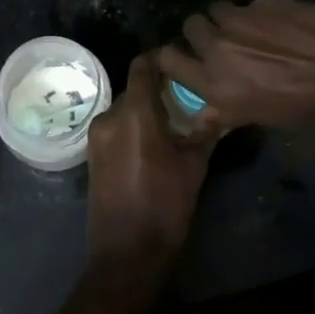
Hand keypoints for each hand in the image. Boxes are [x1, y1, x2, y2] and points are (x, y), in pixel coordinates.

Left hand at [86, 55, 210, 266]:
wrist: (126, 256)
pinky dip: (133, 126)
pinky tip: (154, 141)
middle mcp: (110, 117)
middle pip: (134, 87)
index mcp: (135, 113)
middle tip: (185, 93)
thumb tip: (221, 107)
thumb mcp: (194, 166)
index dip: (160, 57)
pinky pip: (115, 127)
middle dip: (158, 87)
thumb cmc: (165, 207)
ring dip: (146, 108)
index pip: (142, 66)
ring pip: (125, 108)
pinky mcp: (93, 155)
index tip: (182, 60)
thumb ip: (206, 130)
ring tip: (174, 118)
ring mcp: (97, 137)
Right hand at [156, 0, 314, 129]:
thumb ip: (224, 109)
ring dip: (229, 17)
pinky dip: (262, 12)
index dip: (171, 54)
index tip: (182, 54)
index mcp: (213, 84)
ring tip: (252, 28)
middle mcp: (218, 48)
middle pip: (191, 25)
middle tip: (222, 39)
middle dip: (202, 30)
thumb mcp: (258, 117)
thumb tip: (203, 112)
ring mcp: (240, 19)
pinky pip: (252, 3)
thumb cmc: (303, 106)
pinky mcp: (263, 0)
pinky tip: (284, 23)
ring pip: (218, 8)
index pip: (167, 58)